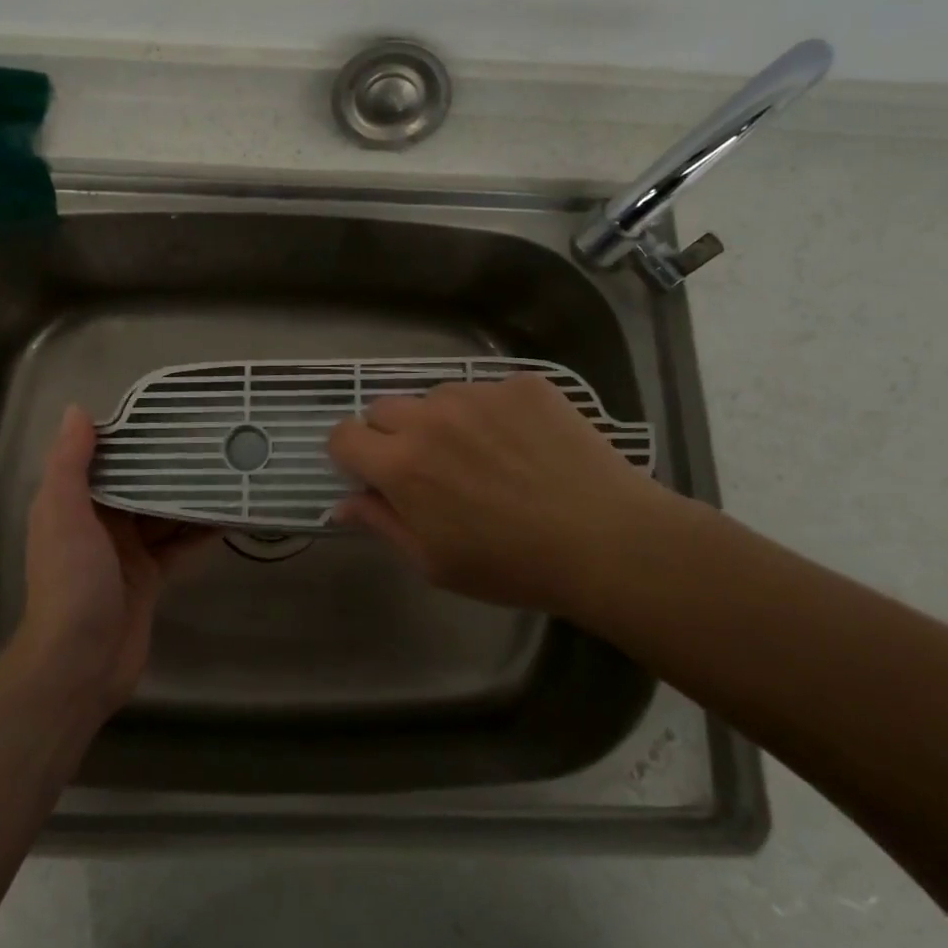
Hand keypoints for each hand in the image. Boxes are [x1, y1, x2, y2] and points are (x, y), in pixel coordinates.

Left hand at [13, 406, 211, 716]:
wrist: (80, 665)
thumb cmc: (71, 582)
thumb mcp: (63, 515)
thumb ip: (69, 465)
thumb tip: (77, 410)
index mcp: (75, 503)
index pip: (106, 458)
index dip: (132, 434)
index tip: (168, 411)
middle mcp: (100, 522)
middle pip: (139, 483)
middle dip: (169, 463)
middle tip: (211, 436)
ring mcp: (127, 551)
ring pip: (163, 512)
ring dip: (188, 494)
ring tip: (227, 466)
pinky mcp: (151, 577)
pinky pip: (179, 545)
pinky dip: (200, 531)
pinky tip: (229, 513)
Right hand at [327, 372, 685, 613]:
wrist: (606, 540)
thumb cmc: (513, 565)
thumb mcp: (435, 562)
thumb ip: (381, 524)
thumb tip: (342, 504)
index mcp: (402, 465)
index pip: (344, 435)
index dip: (350, 454)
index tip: (370, 471)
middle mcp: (431, 417)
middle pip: (384, 408)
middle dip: (393, 435)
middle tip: (431, 468)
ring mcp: (479, 393)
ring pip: (437, 396)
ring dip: (443, 421)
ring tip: (486, 456)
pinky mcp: (521, 383)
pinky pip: (488, 390)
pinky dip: (493, 413)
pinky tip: (525, 445)